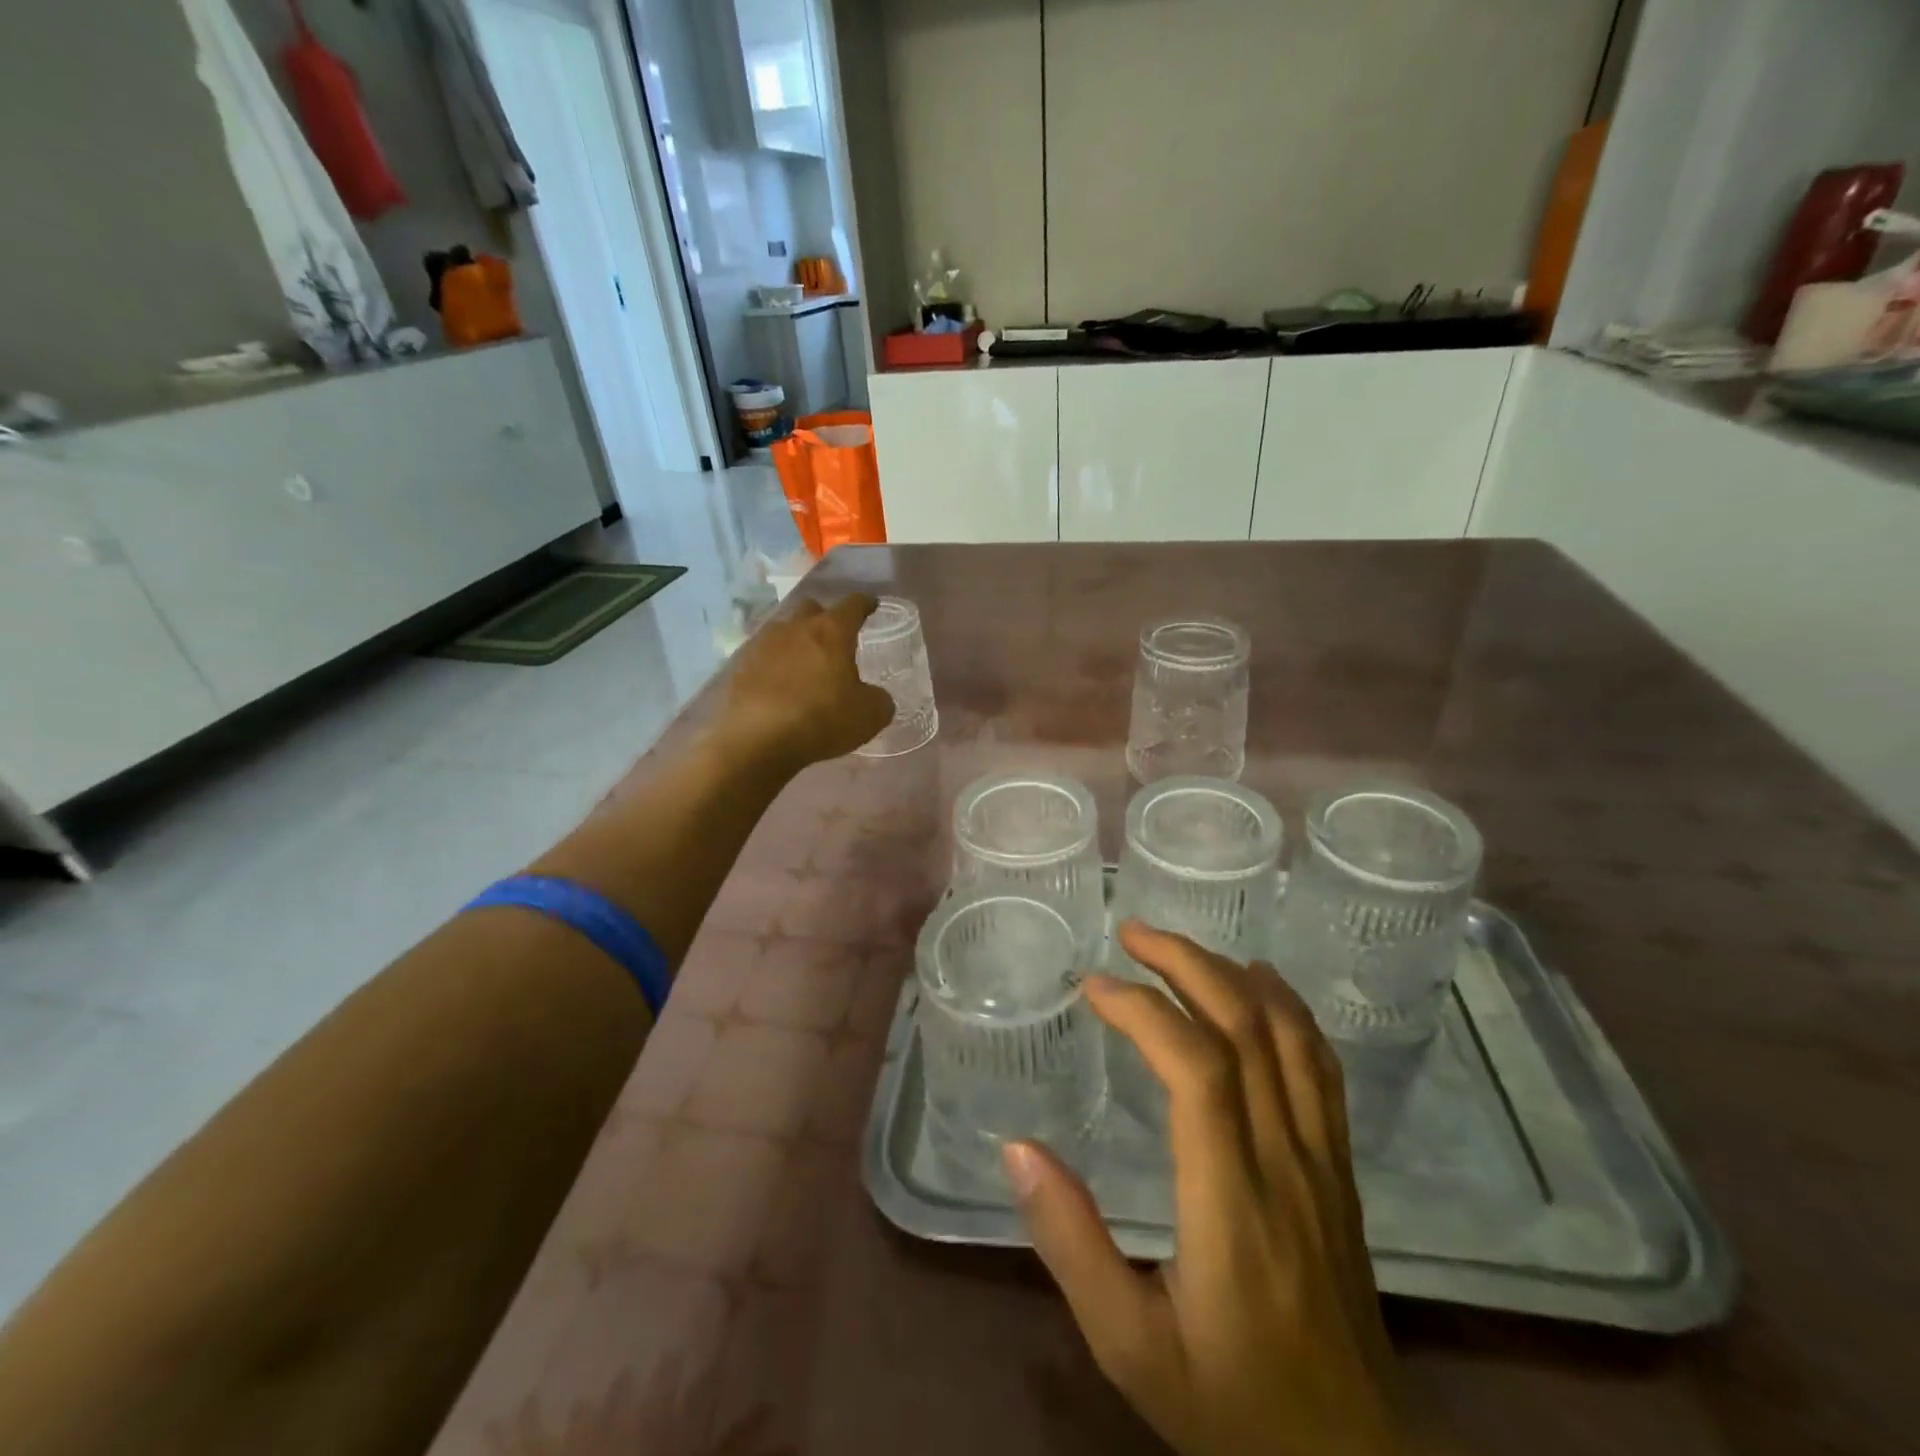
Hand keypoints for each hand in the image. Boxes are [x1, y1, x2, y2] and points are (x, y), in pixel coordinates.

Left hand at [717, 594, 894, 770]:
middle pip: (812, 609)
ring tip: (805, 665)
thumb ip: (878, 699)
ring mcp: (764, 644)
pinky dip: (775, 665)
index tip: (871, 605)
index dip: (865, 604)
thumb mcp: (870, 715)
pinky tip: (780, 686)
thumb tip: (874, 696)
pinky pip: (764, 656)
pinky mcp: (741, 666)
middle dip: (825, 618)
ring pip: (784, 631)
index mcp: (832, 631)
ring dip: (797, 641)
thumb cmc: (822, 720)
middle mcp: (796, 628)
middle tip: (835, 639)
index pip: (853, 605)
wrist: (757, 741)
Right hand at [1003, 922, 1407, 1455]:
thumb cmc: (1231, 1407)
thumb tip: (1018, 1148)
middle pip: (1247, 1028)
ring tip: (1180, 948)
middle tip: (1132, 933)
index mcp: (1232, 1203)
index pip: (1196, 1069)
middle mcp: (1285, 1162)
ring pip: (1291, 1036)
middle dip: (1187, 963)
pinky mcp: (1340, 1170)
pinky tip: (1259, 986)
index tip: (1094, 986)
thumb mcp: (1129, 1347)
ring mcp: (1324, 1162)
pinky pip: (1322, 1067)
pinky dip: (1288, 1009)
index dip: (1143, 1010)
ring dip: (1233, 974)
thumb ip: (1072, 1243)